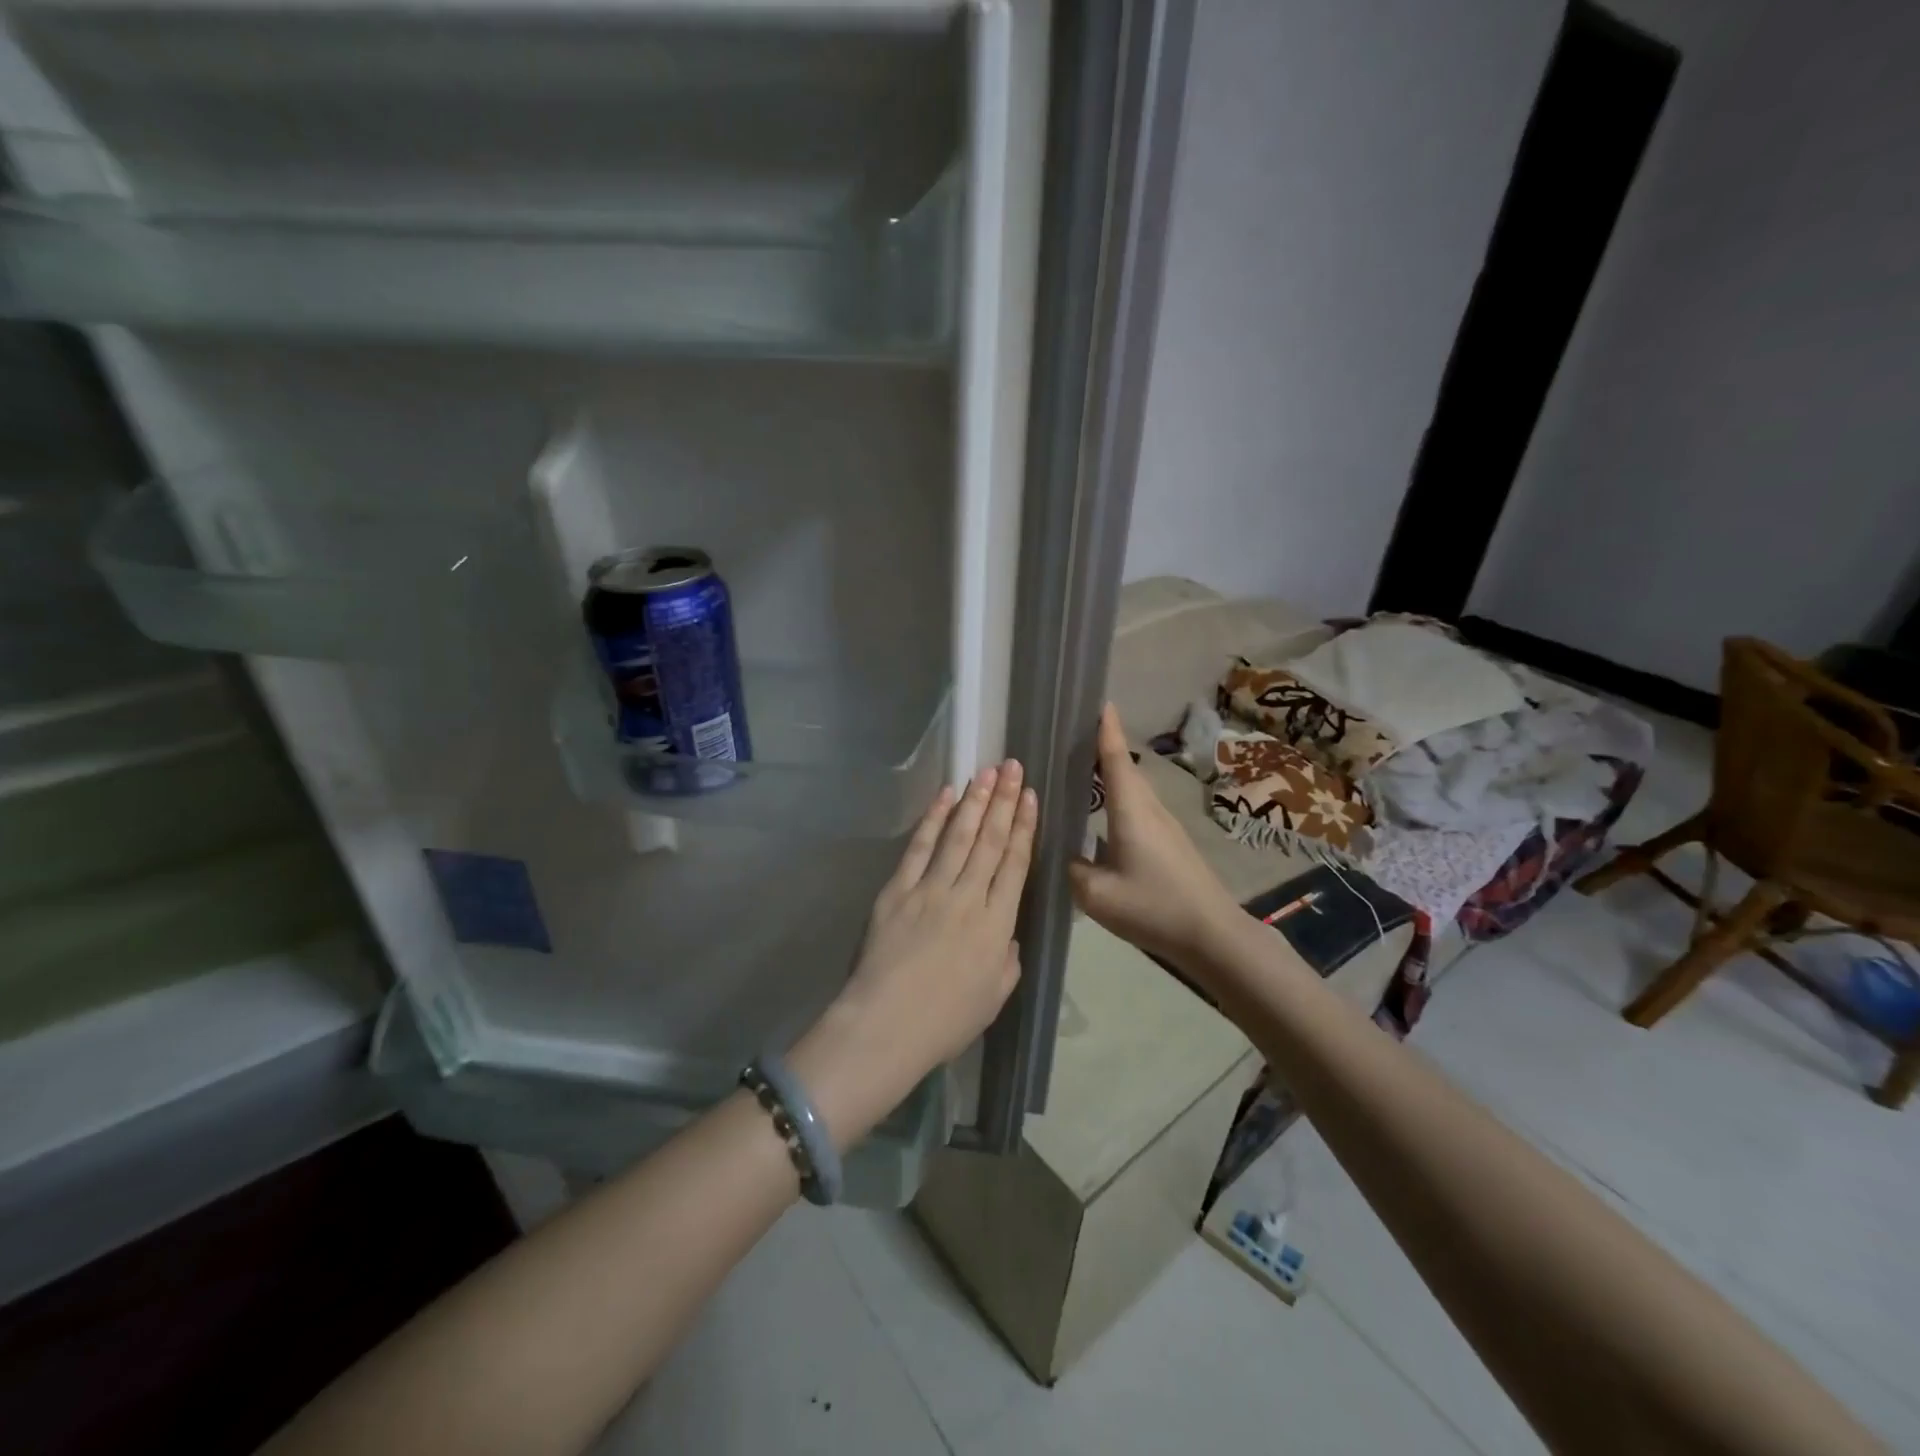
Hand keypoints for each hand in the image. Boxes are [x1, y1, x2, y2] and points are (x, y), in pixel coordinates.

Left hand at [791, 761, 1036, 1147]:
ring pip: (959, 836)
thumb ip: (1008, 959)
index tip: (1030, 797)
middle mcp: (968, 897)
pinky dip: (933, 819)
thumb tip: (1006, 935)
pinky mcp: (898, 890)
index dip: (1024, 827)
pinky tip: (946, 796)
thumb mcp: (995, 996)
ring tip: (988, 771)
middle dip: (1004, 801)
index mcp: (997, 924)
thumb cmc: (946, 1021)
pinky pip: (919, 847)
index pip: (1015, 864)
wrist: (886, 1026)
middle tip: (1013, 767)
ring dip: (975, 801)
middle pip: (990, 841)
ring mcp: (931, 890)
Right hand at [1069, 704, 1240, 967]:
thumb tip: (1067, 857)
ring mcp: (1164, 826)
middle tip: (1072, 737)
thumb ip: (1074, 871)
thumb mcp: (1097, 895)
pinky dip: (1119, 799)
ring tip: (1081, 772)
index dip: (1106, 730)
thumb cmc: (1154, 907)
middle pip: (1124, 770)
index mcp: (1131, 811)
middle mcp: (1149, 809)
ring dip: (1111, 775)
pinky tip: (1104, 816)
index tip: (1100, 702)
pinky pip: (1138, 808)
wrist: (1212, 935)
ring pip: (1133, 790)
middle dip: (1102, 748)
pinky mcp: (1170, 843)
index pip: (1115, 760)